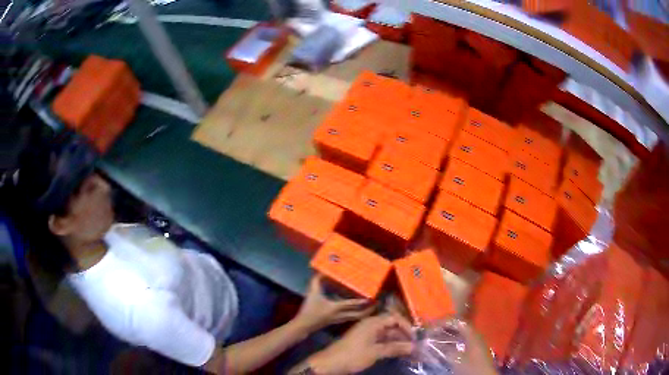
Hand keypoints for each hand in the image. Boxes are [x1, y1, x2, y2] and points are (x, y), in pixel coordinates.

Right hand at [294, 274, 374, 332]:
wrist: (305, 325)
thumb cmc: (309, 309)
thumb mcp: (312, 293)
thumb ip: (317, 281)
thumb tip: (322, 271)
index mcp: (336, 307)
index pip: (351, 304)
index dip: (362, 301)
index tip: (372, 297)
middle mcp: (341, 314)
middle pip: (359, 314)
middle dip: (370, 309)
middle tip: (378, 303)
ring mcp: (341, 319)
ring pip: (357, 317)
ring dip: (366, 312)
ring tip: (374, 307)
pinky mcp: (339, 321)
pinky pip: (353, 317)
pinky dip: (359, 314)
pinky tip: (361, 310)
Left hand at [306, 314, 414, 374]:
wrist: (329, 364)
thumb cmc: (353, 356)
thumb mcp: (375, 352)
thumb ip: (395, 348)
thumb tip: (414, 347)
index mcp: (372, 322)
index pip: (395, 318)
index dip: (406, 326)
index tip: (415, 337)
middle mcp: (370, 324)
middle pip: (391, 325)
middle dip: (403, 334)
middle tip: (415, 345)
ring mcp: (366, 333)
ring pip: (386, 333)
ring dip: (397, 341)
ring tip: (409, 350)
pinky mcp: (363, 341)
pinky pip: (380, 339)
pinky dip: (389, 345)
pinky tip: (396, 351)